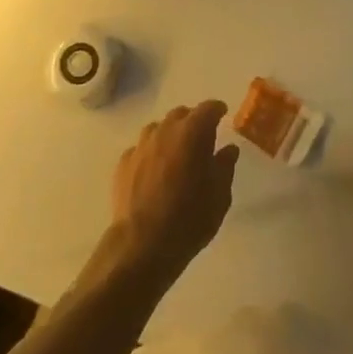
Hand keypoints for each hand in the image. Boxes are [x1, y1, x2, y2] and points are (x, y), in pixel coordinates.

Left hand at [103, 101, 238, 292]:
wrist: (142, 245)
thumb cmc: (189, 219)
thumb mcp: (219, 196)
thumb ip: (225, 166)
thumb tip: (228, 149)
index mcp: (192, 132)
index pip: (208, 108)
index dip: (217, 110)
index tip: (222, 114)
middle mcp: (165, 130)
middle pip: (181, 114)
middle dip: (193, 121)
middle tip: (201, 139)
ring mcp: (141, 145)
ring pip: (158, 128)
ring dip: (169, 135)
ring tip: (176, 155)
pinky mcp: (124, 162)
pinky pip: (141, 148)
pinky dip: (151, 153)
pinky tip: (154, 171)